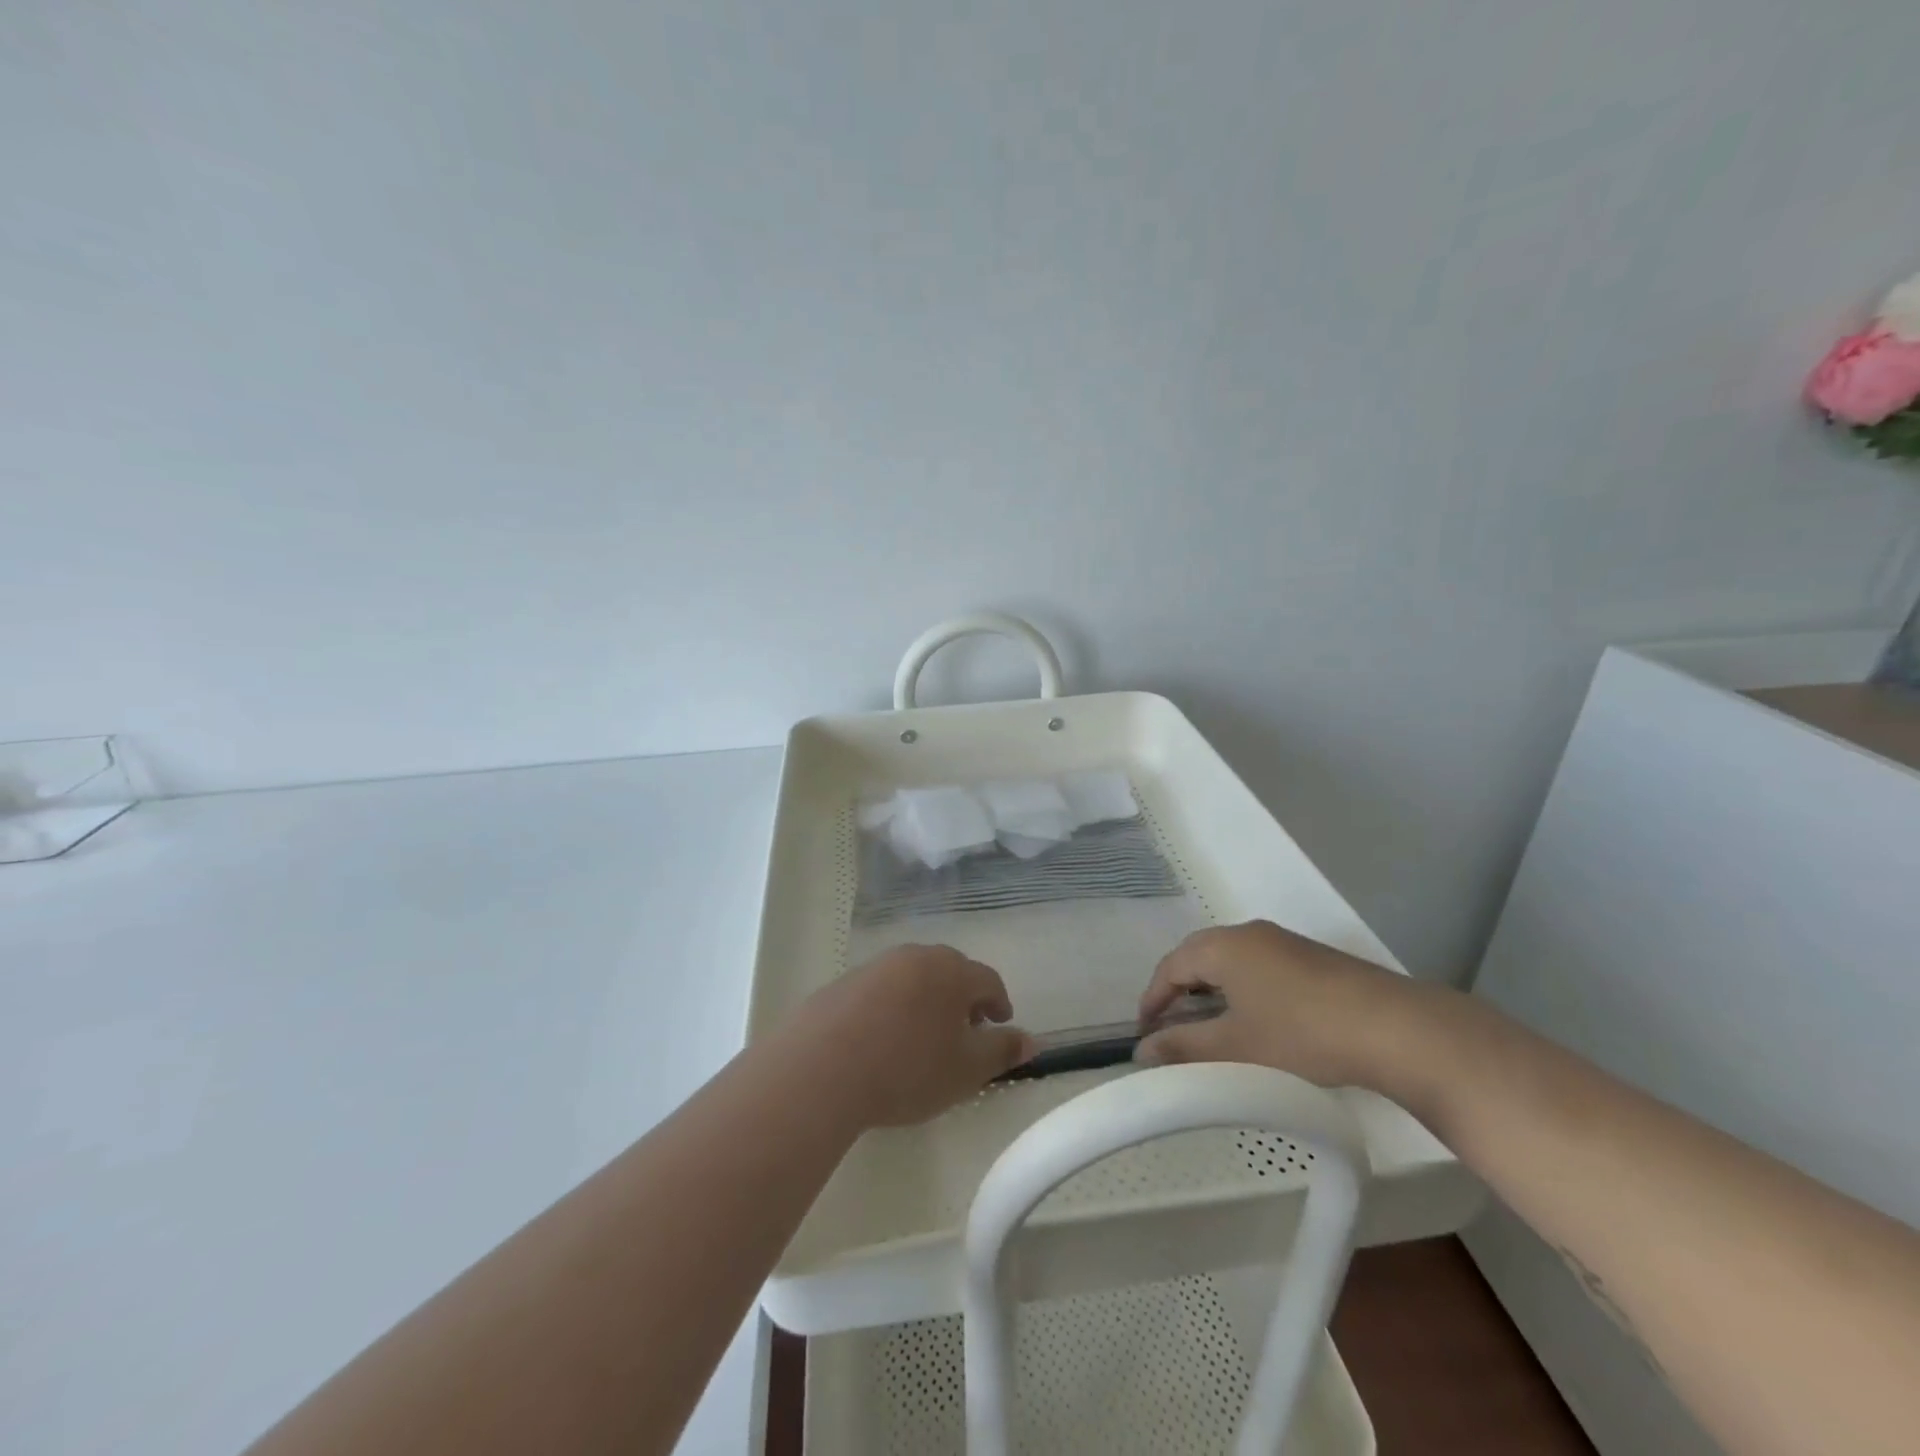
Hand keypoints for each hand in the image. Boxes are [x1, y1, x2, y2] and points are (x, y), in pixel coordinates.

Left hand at [784, 945, 1035, 1128]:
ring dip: (924, 1000)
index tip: (1000, 1024)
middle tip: (964, 1030)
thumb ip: (1002, 1052)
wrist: (822, 1068)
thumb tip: (1033, 1040)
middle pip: (949, 971)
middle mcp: (915, 957)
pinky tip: (881, 1040)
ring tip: (922, 1037)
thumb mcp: (966, 1071)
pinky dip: (890, 1008)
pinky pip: (879, 990)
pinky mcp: (842, 983)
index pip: (987, 979)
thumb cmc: (908, 1069)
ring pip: (912, 978)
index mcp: (951, 972)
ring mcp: (875, 967)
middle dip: (961, 997)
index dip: (998, 1003)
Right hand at [1135, 920, 1414, 1089]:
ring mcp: (1282, 942)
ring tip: (1209, 1026)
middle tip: (1171, 1028)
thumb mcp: (1235, 1046)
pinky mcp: (1310, 958)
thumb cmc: (1300, 1033)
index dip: (1152, 999)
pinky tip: (1254, 1020)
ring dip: (1211, 990)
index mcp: (1222, 946)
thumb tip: (1141, 1052)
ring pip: (1230, 961)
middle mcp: (1248, 933)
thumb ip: (1184, 1047)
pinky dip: (1241, 989)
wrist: (1393, 1027)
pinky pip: (1258, 966)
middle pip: (1198, 956)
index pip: (1170, 965)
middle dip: (1179, 991)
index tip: (1144, 1033)